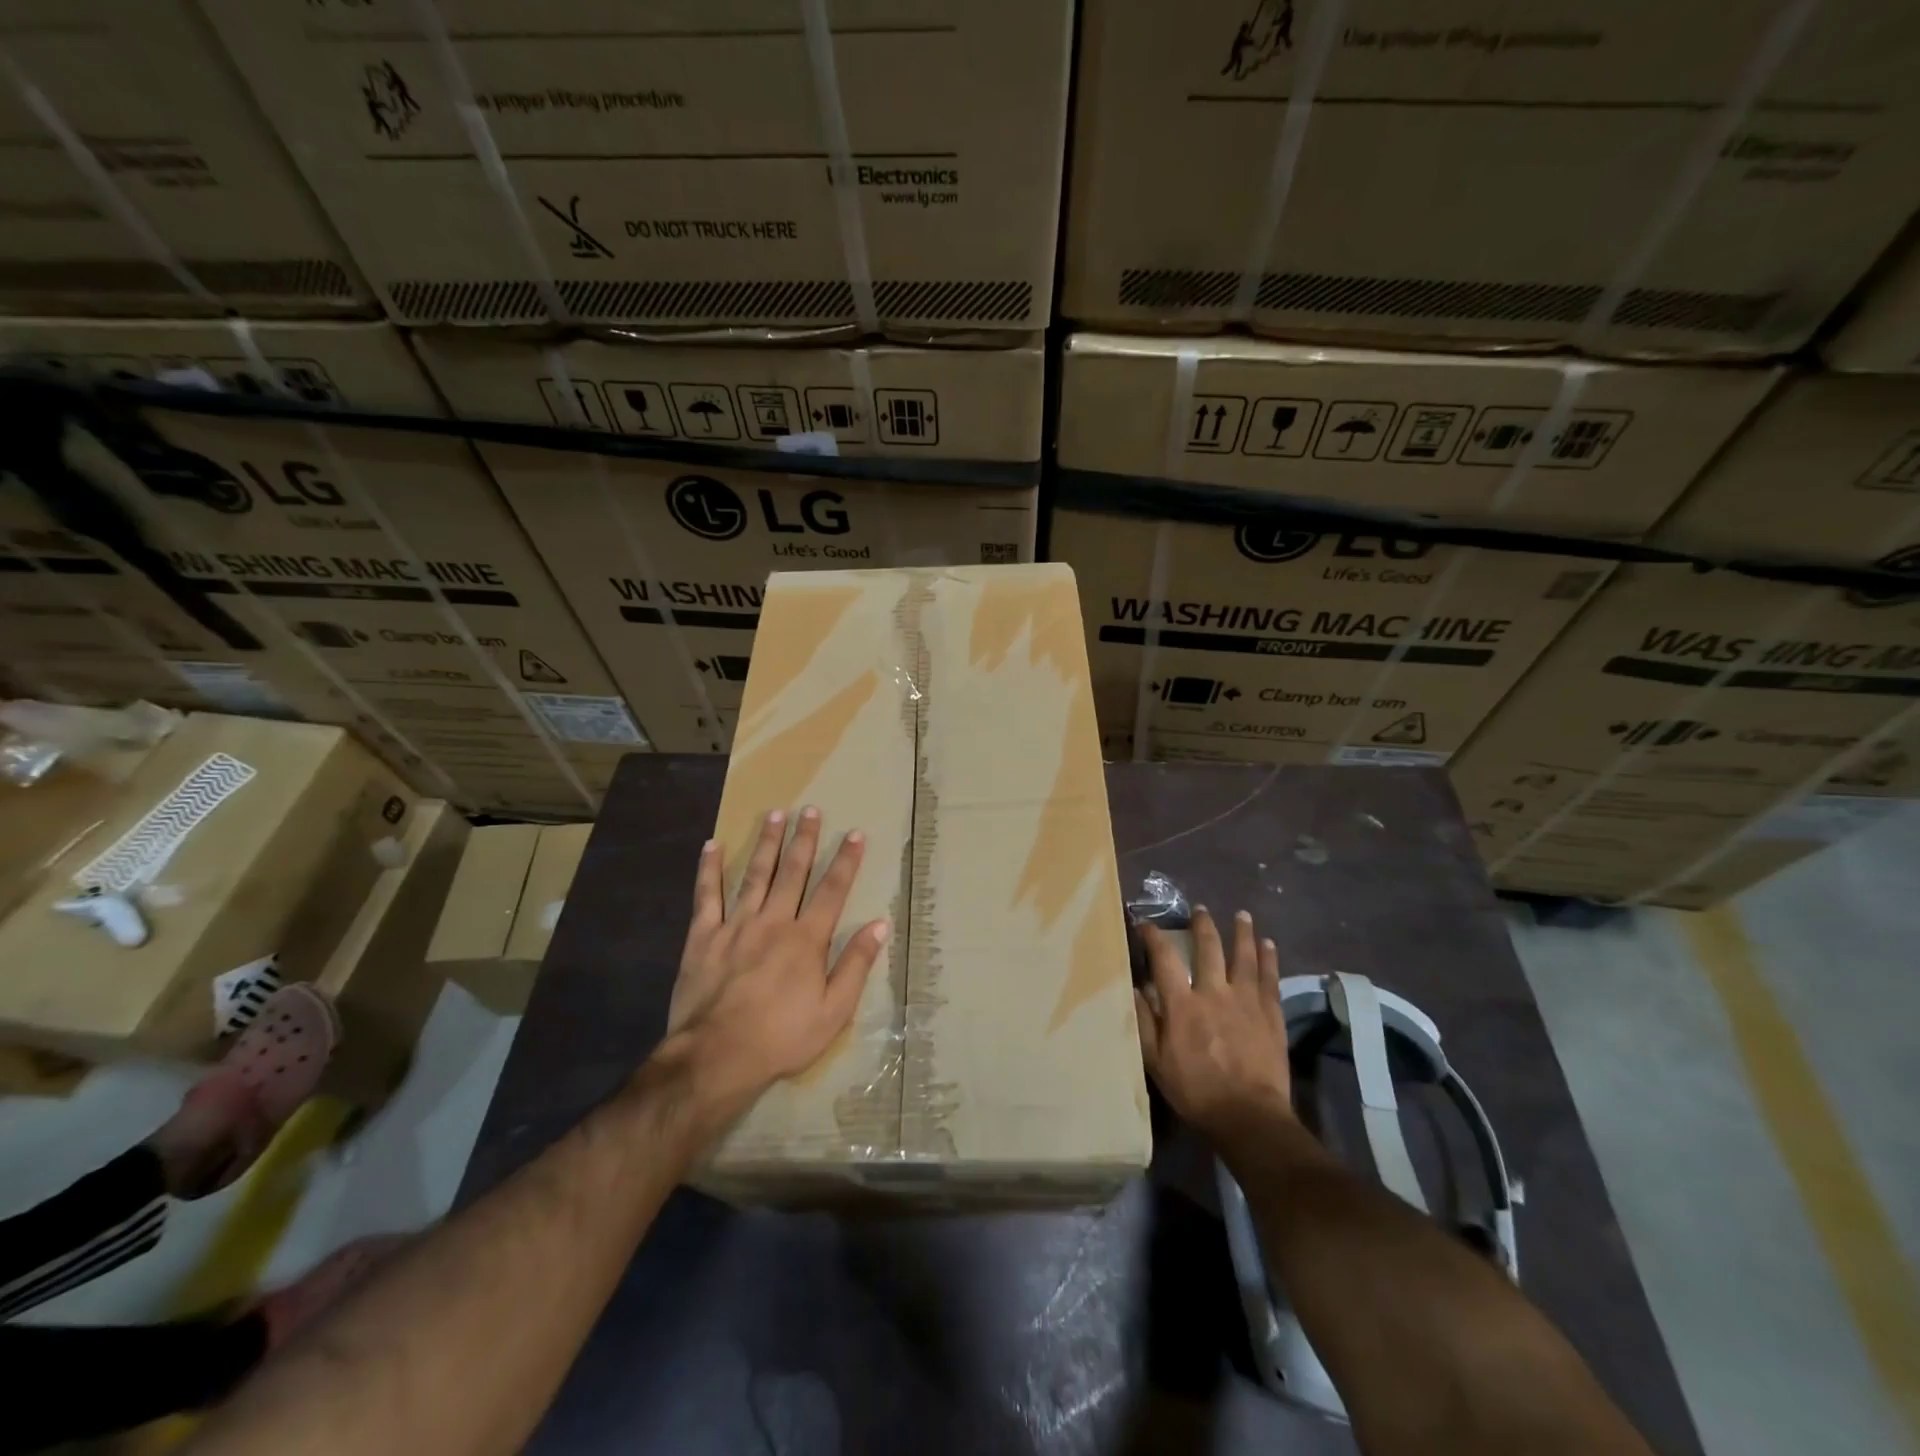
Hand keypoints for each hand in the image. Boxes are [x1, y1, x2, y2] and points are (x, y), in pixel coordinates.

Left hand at [666, 807, 890, 1103]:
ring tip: (774, 814)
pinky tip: (711, 846)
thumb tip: (879, 925)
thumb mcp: (834, 1011)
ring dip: (767, 843)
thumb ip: (856, 965)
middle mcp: (774, 921)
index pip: (832, 891)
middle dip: (804, 839)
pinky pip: (707, 896)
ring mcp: (736, 926)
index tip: (855, 834)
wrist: (717, 1056)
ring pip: (755, 875)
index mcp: (807, 939)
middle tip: (811, 810)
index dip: (846, 861)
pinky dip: (709, 870)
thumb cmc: (782, 1037)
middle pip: (793, 872)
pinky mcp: (703, 937)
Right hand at [1135, 907, 1292, 1140]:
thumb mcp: (1156, 1062)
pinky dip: (1269, 958)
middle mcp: (1214, 992)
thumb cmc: (1196, 1091)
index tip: (1146, 924)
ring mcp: (1246, 1001)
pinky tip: (1269, 945)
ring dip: (1242, 933)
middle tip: (1200, 910)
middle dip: (1202, 926)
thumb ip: (1144, 1022)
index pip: (1164, 959)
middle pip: (1209, 948)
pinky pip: (1270, 978)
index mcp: (1182, 1004)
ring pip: (1244, 956)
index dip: (1154, 937)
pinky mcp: (1271, 1014)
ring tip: (1242, 915)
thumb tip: (1135, 988)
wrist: (1249, 1116)